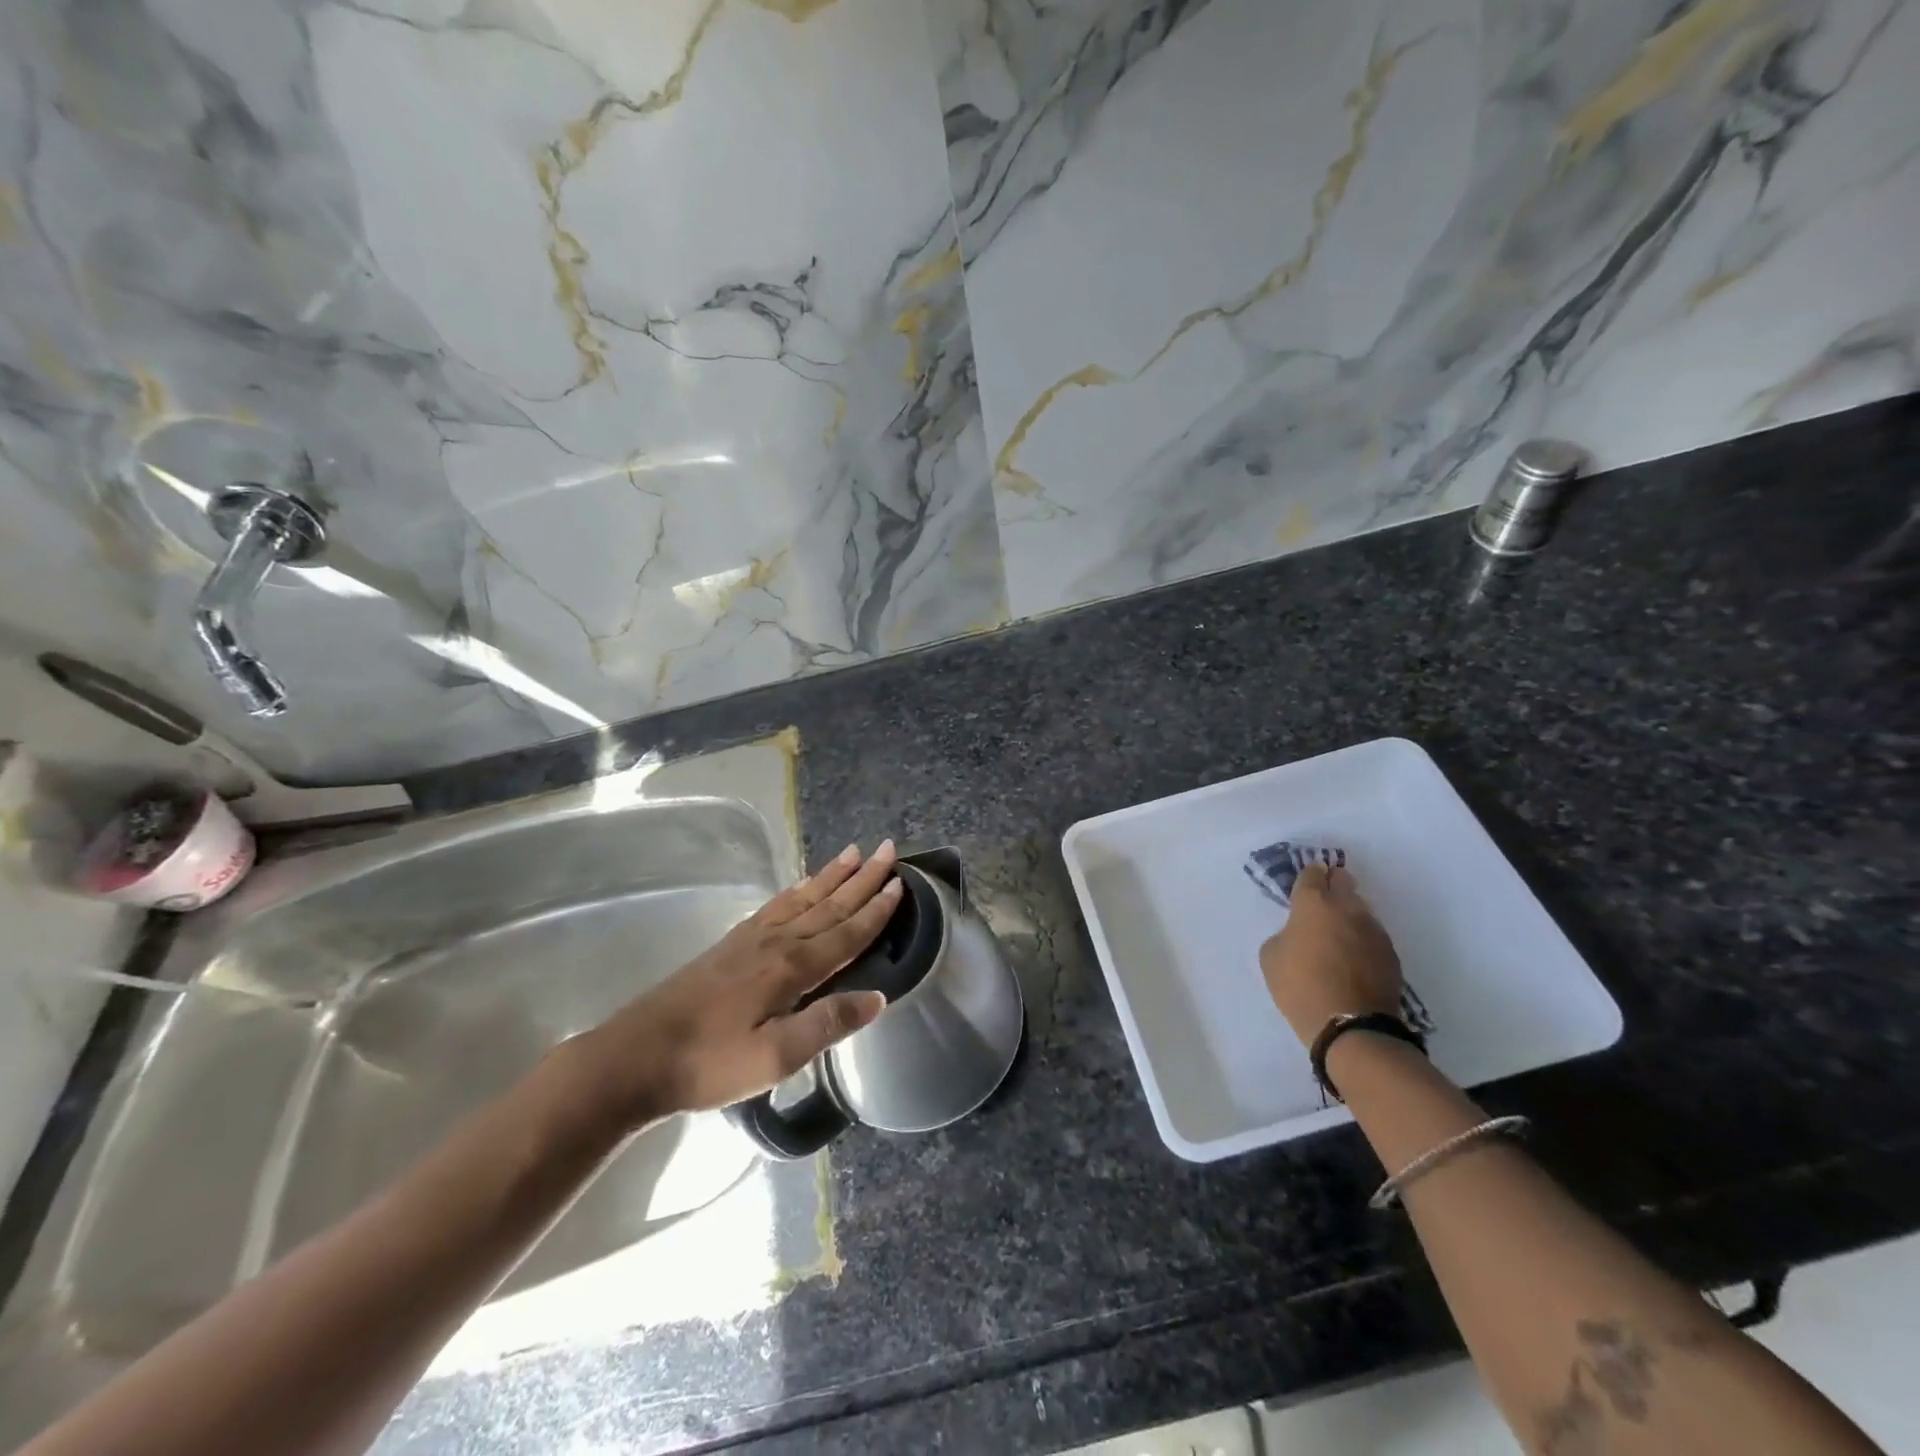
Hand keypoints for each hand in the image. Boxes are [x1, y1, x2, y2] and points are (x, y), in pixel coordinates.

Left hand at [570, 841, 901, 1128]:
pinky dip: (796, 890)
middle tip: (886, 848)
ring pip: (803, 898)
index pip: (846, 932)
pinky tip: (802, 884)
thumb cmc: (710, 1062)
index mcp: (792, 967)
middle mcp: (777, 942)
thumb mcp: (775, 1056)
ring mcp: (751, 939)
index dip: (876, 909)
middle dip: (861, 878)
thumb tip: (878, 998)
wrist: (637, 1055)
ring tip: (852, 852)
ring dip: (831, 876)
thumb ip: (827, 1024)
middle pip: (829, 904)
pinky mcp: (731, 944)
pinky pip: (775, 906)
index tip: (900, 882)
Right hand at [1259, 863, 1403, 1046]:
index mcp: (1313, 903)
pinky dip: (1361, 939)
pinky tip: (1353, 958)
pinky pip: (1372, 935)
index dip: (1307, 877)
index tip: (1303, 886)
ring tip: (1338, 935)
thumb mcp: (1271, 957)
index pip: (1312, 873)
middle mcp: (1347, 907)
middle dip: (1333, 884)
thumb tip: (1299, 935)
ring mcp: (1373, 929)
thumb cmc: (1300, 986)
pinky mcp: (1391, 952)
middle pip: (1343, 880)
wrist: (1351, 1027)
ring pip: (1360, 908)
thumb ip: (1284, 935)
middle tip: (1322, 902)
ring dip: (1348, 914)